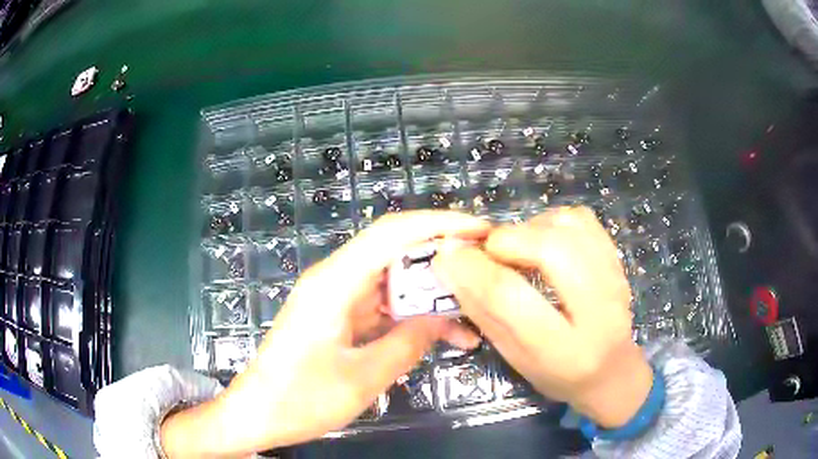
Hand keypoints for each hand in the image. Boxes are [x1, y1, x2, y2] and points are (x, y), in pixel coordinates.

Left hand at [161, 211, 487, 456]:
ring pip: (392, 280)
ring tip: (472, 313)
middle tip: (485, 271)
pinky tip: (440, 333)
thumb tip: (445, 317)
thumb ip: (408, 343)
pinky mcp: (336, 316)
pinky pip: (381, 305)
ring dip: (429, 293)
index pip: (392, 233)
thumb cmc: (301, 399)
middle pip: (395, 251)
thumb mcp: (362, 378)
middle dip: (442, 257)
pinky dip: (410, 314)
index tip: (480, 231)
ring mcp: (335, 298)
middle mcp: (334, 279)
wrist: (257, 413)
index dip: (439, 224)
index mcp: (334, 283)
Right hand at [433, 207, 652, 428]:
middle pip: (549, 249)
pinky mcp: (617, 258)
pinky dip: (553, 221)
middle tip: (490, 253)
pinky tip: (545, 241)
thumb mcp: (514, 357)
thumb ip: (484, 312)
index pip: (510, 298)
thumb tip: (451, 264)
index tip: (448, 255)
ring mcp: (614, 278)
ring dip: (530, 228)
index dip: (472, 270)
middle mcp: (598, 309)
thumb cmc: (557, 373)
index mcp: (563, 350)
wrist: (612, 370)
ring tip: (519, 250)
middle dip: (506, 241)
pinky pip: (581, 219)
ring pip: (567, 226)